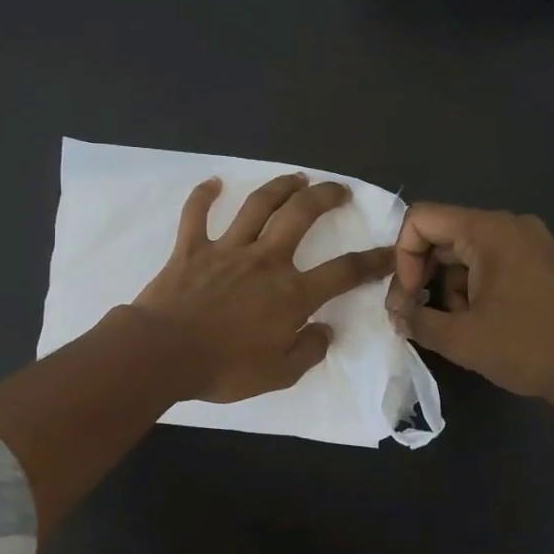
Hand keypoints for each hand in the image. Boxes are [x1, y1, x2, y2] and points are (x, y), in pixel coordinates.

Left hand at [132, 174, 394, 402]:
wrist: (163, 355)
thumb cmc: (223, 368)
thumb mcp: (278, 375)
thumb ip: (308, 351)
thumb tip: (325, 332)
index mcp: (291, 294)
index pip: (344, 272)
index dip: (373, 261)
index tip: (390, 251)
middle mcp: (265, 261)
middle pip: (301, 215)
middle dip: (325, 197)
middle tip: (338, 190)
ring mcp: (227, 249)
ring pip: (258, 205)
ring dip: (280, 186)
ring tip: (296, 178)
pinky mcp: (191, 248)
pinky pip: (196, 214)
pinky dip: (204, 195)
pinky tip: (214, 183)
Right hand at [385, 203, 553, 406]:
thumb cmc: (525, 348)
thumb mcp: (459, 338)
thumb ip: (416, 319)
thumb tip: (397, 314)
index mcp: (489, 231)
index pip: (422, 220)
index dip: (403, 257)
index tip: (408, 298)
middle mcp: (509, 225)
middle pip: (443, 234)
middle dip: (422, 274)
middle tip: (413, 314)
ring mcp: (529, 242)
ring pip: (464, 252)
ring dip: (447, 285)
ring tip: (453, 325)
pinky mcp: (539, 263)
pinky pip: (489, 262)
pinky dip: (472, 287)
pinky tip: (477, 321)